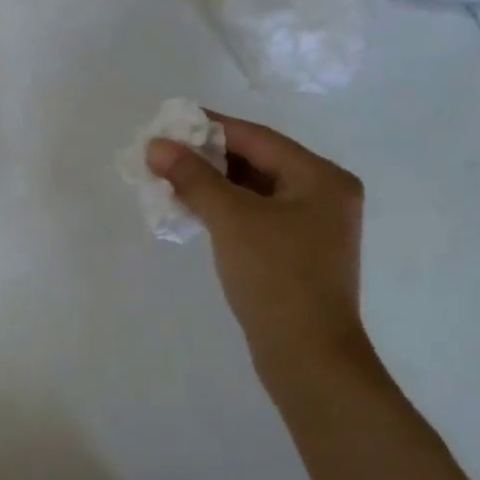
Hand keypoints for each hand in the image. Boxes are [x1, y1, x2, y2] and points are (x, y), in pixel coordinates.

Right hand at [148, 112, 370, 381]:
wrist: (308, 356)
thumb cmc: (276, 277)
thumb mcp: (231, 219)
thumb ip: (193, 177)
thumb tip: (156, 145)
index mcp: (321, 177)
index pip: (257, 138)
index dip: (210, 127)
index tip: (169, 122)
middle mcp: (323, 194)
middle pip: (257, 161)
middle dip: (208, 157)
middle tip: (163, 154)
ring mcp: (313, 226)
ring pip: (254, 190)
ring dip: (212, 184)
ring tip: (169, 180)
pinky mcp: (297, 252)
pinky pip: (256, 215)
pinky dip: (225, 209)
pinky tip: (192, 210)